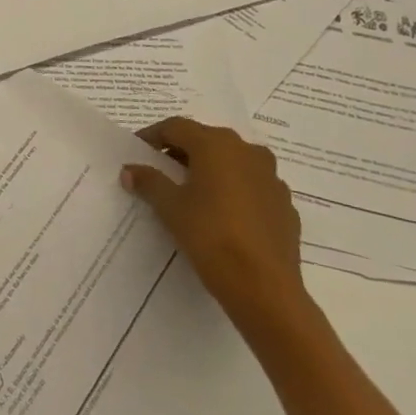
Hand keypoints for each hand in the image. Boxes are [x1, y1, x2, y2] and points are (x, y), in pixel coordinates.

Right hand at [120, 117, 305, 324]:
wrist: (265, 287)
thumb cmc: (211, 236)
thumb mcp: (170, 207)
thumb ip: (149, 182)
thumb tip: (130, 169)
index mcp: (217, 145)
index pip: (176, 127)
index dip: (152, 135)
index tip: (137, 150)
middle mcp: (248, 152)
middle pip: (207, 141)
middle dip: (181, 151)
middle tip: (160, 169)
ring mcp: (272, 178)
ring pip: (233, 162)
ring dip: (210, 169)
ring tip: (191, 191)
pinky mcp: (285, 205)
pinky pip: (252, 186)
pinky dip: (233, 190)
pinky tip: (222, 214)